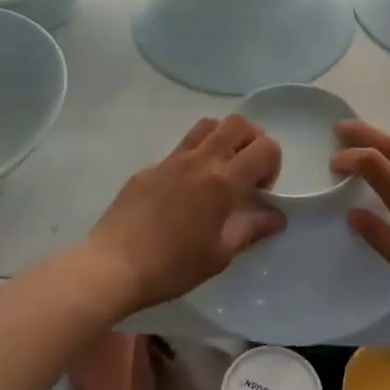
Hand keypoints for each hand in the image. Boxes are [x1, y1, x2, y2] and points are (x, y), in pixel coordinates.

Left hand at [84, 116, 283, 313]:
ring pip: (207, 126)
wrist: (113, 265)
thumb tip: (277, 216)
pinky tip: (183, 194)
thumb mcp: (220, 255)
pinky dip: (193, 159)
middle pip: (238, 123)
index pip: (265, 147)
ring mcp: (171, 160)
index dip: (273, 165)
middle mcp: (200, 160)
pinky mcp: (148, 168)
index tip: (260, 192)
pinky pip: (179, 149)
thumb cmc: (172, 266)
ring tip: (219, 173)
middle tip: (246, 173)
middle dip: (252, 141)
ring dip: (223, 140)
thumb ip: (251, 229)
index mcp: (223, 181)